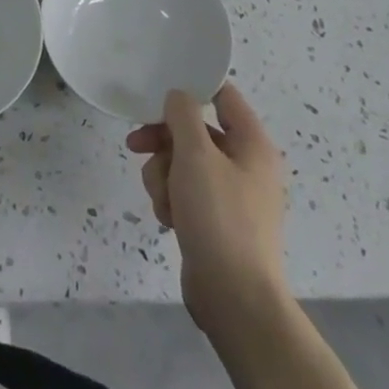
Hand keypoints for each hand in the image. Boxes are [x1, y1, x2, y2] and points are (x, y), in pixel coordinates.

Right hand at [127, 84, 287, 330]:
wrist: (235, 300)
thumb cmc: (219, 218)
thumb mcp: (196, 156)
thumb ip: (183, 115)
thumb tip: (178, 96)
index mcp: (252, 144)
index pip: (224, 96)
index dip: (192, 89)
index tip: (158, 90)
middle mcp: (245, 165)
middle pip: (194, 131)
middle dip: (163, 142)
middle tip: (136, 146)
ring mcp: (230, 195)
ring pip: (183, 163)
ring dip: (163, 175)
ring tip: (163, 200)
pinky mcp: (215, 221)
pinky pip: (185, 193)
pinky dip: (171, 200)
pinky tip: (169, 219)